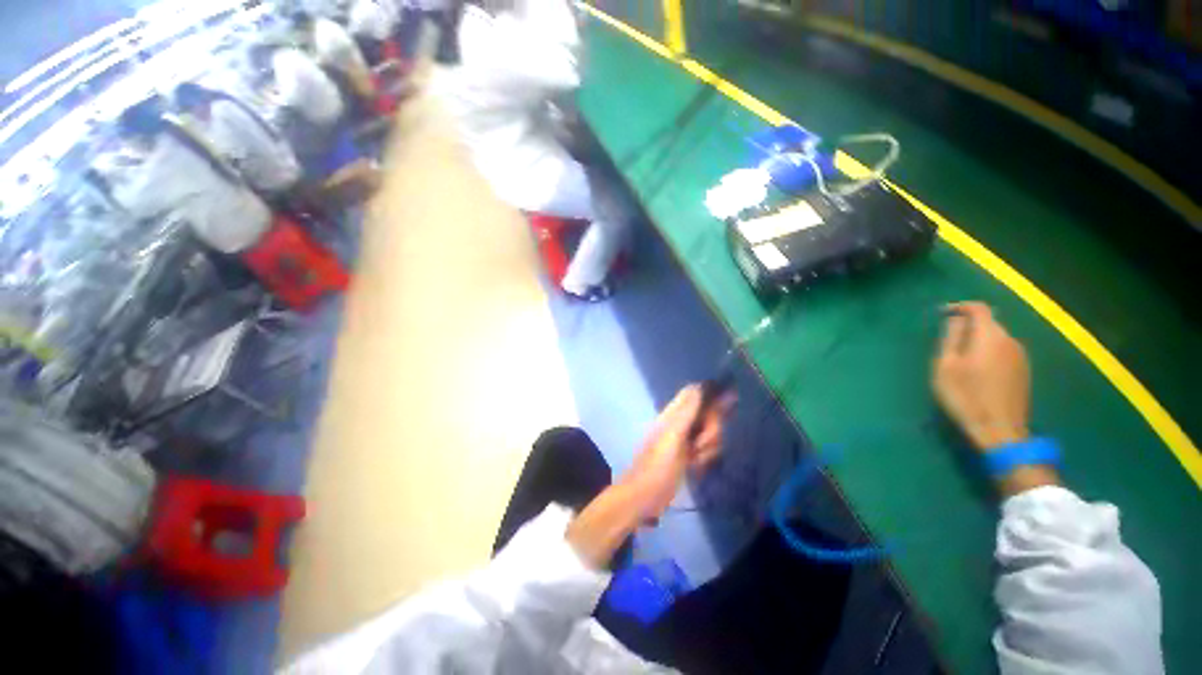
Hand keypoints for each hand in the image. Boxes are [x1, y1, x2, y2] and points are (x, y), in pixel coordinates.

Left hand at [622, 384, 734, 521]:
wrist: (645, 496)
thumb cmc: (657, 465)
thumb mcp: (673, 436)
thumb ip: (687, 411)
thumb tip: (699, 386)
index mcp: (673, 413)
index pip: (696, 394)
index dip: (711, 398)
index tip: (726, 409)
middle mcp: (680, 422)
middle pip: (708, 415)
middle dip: (711, 431)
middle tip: (699, 445)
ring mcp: (685, 438)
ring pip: (710, 433)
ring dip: (709, 447)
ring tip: (695, 459)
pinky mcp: (689, 454)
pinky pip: (707, 448)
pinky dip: (705, 457)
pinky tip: (696, 466)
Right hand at [933, 302, 1030, 450]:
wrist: (1000, 430)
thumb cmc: (966, 396)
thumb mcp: (946, 366)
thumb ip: (951, 338)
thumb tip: (956, 320)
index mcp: (990, 337)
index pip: (978, 309)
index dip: (960, 306)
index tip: (943, 313)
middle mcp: (1010, 341)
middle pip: (989, 323)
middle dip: (968, 326)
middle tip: (947, 341)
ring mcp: (1021, 357)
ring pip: (997, 338)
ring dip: (979, 341)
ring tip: (961, 358)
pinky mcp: (1023, 371)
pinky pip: (1003, 352)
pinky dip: (988, 353)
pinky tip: (978, 370)